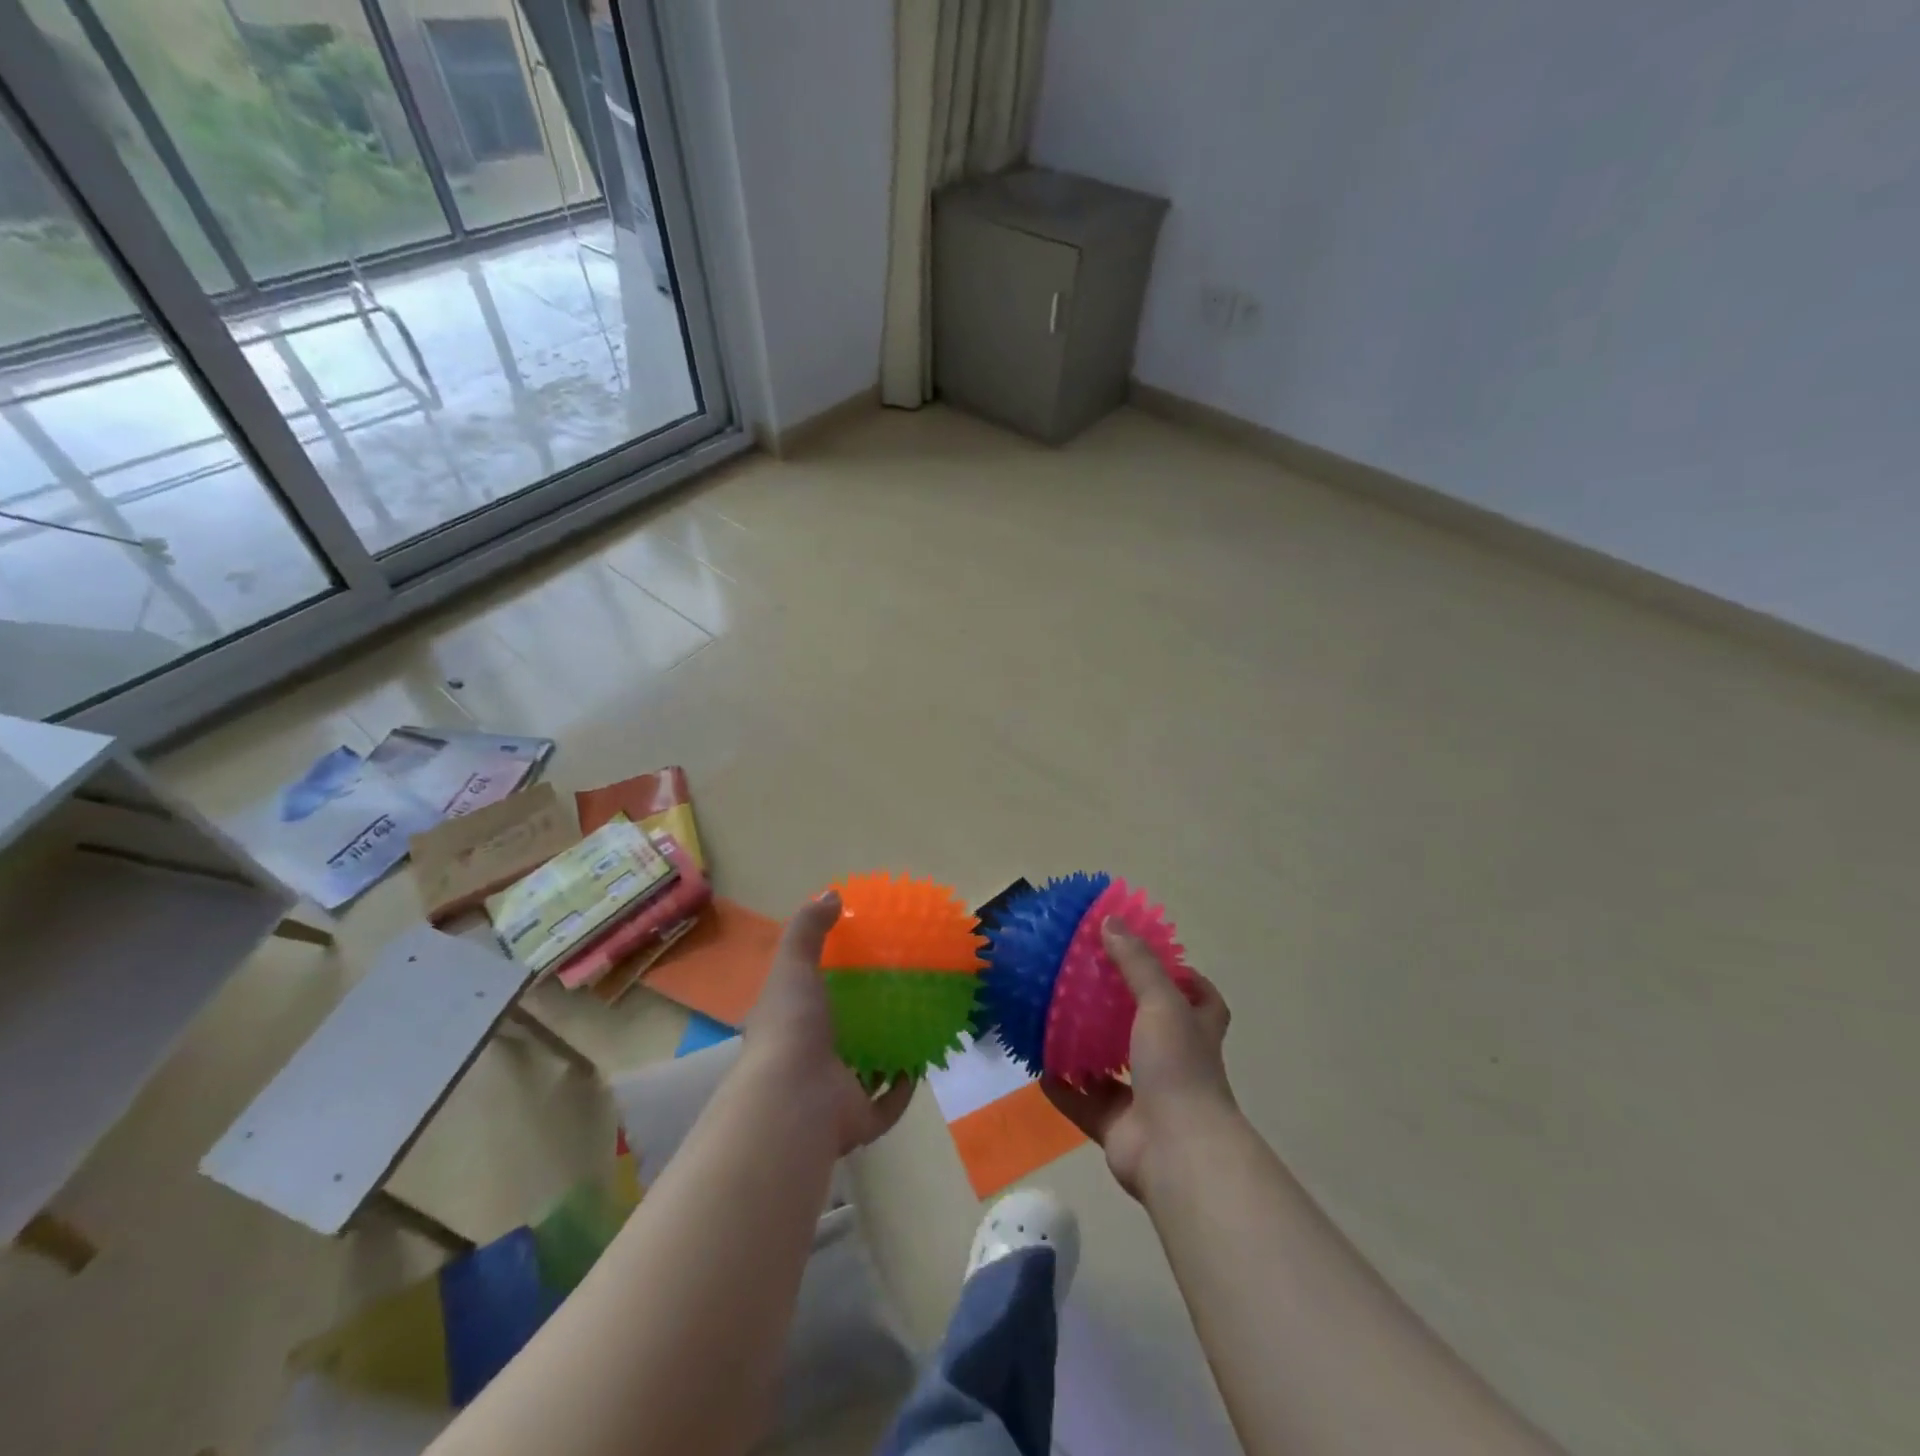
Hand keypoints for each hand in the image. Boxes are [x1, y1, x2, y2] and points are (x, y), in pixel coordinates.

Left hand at [743, 891, 916, 1154]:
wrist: (795, 1100)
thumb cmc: (792, 1027)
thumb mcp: (793, 965)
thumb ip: (809, 930)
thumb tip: (831, 893)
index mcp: (787, 1027)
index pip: (804, 1002)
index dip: (827, 984)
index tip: (858, 962)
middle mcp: (806, 1062)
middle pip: (839, 1037)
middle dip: (863, 1020)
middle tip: (895, 993)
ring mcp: (831, 1094)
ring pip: (864, 1072)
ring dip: (886, 1055)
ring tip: (916, 1025)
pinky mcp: (858, 1121)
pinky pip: (887, 1105)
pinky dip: (903, 1088)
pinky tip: (921, 1063)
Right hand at [1042, 918, 1236, 1199]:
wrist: (1177, 1152)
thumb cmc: (1178, 1067)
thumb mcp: (1161, 1002)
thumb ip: (1136, 962)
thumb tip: (1110, 920)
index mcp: (1195, 1032)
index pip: (1202, 999)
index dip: (1185, 979)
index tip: (1152, 959)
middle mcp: (1176, 1064)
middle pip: (1152, 1031)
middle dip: (1123, 1011)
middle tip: (1088, 984)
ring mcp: (1148, 1099)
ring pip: (1114, 1067)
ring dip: (1088, 1049)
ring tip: (1056, 1020)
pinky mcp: (1119, 1127)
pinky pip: (1084, 1102)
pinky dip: (1064, 1088)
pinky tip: (1039, 1067)